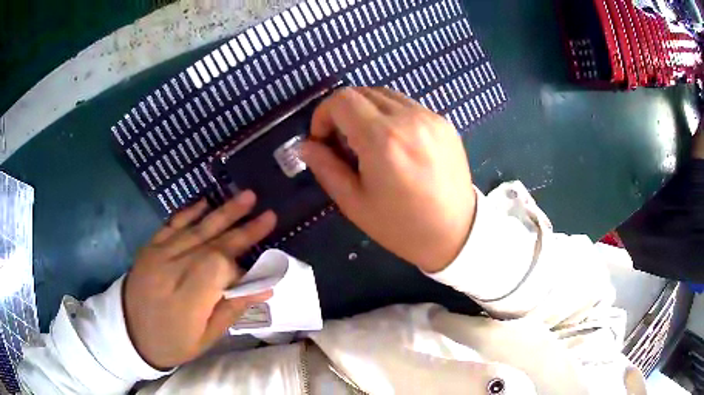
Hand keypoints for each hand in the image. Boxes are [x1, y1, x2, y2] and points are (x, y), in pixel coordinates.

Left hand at [124, 191, 275, 368]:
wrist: (129, 332)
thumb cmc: (172, 342)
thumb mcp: (206, 338)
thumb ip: (231, 310)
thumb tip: (265, 289)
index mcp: (186, 300)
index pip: (219, 268)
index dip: (242, 266)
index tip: (258, 271)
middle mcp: (172, 270)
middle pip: (212, 244)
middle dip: (243, 230)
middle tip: (269, 215)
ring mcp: (158, 254)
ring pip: (196, 229)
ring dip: (223, 213)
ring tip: (248, 197)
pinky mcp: (150, 247)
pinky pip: (172, 224)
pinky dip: (190, 212)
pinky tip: (207, 202)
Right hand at [301, 87, 475, 272]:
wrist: (456, 233)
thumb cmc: (402, 227)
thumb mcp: (354, 203)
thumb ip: (325, 167)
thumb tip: (306, 144)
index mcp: (383, 139)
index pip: (342, 99)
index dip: (323, 114)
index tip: (323, 140)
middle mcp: (408, 118)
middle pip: (362, 92)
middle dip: (343, 112)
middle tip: (344, 144)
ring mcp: (430, 117)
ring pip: (385, 95)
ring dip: (367, 112)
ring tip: (370, 144)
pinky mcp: (443, 122)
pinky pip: (407, 105)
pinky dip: (391, 115)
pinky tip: (396, 143)